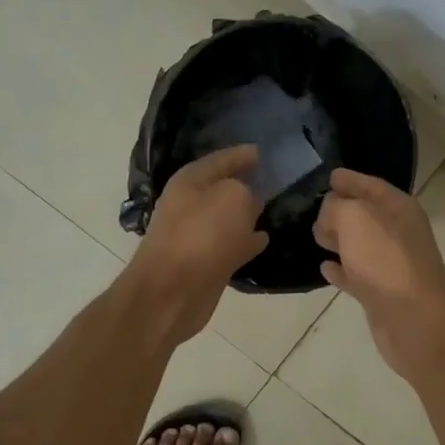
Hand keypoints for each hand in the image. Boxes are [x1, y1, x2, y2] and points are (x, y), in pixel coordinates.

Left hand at [125, 145, 268, 344]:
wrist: (171, 292)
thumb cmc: (201, 235)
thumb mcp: (233, 197)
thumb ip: (247, 190)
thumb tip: (251, 201)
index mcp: (191, 180)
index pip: (222, 158)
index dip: (243, 155)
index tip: (264, 152)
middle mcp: (189, 204)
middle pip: (223, 188)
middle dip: (246, 183)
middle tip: (273, 179)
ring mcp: (195, 235)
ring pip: (227, 217)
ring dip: (247, 213)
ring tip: (273, 208)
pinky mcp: (203, 262)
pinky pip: (230, 243)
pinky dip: (246, 240)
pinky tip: (264, 239)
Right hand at [313, 169, 444, 378]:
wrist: (414, 319)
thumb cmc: (385, 259)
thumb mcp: (355, 218)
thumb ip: (337, 206)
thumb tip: (329, 212)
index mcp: (398, 208)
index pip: (371, 185)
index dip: (350, 179)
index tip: (329, 176)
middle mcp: (399, 232)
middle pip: (366, 215)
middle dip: (341, 209)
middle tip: (313, 208)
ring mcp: (391, 264)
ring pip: (360, 244)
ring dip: (339, 239)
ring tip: (315, 235)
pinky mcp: (382, 293)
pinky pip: (357, 274)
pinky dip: (341, 269)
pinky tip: (324, 268)